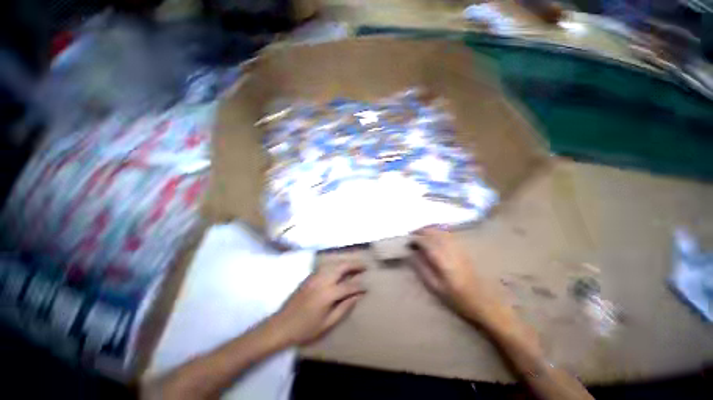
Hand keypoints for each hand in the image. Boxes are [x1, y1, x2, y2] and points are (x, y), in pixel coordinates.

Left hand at [267, 263, 366, 345]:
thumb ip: (344, 308)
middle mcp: (322, 281)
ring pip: (334, 263)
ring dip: (345, 262)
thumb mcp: (327, 323)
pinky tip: (340, 268)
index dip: (360, 286)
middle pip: (342, 267)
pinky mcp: (309, 276)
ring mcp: (315, 276)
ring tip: (355, 265)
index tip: (367, 286)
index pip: (349, 286)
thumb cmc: (305, 329)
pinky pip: (326, 266)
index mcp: (327, 294)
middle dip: (354, 265)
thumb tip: (357, 296)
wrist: (281, 326)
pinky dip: (336, 264)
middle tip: (364, 266)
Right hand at [410, 227, 512, 327]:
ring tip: (420, 233)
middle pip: (433, 232)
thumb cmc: (458, 298)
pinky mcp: (464, 249)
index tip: (407, 241)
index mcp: (442, 259)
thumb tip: (412, 254)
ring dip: (429, 229)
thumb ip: (422, 269)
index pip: (425, 241)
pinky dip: (438, 231)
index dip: (415, 238)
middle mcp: (450, 249)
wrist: (485, 302)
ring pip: (441, 231)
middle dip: (421, 230)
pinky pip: (448, 234)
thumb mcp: (436, 288)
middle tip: (411, 234)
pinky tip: (434, 235)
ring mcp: (458, 247)